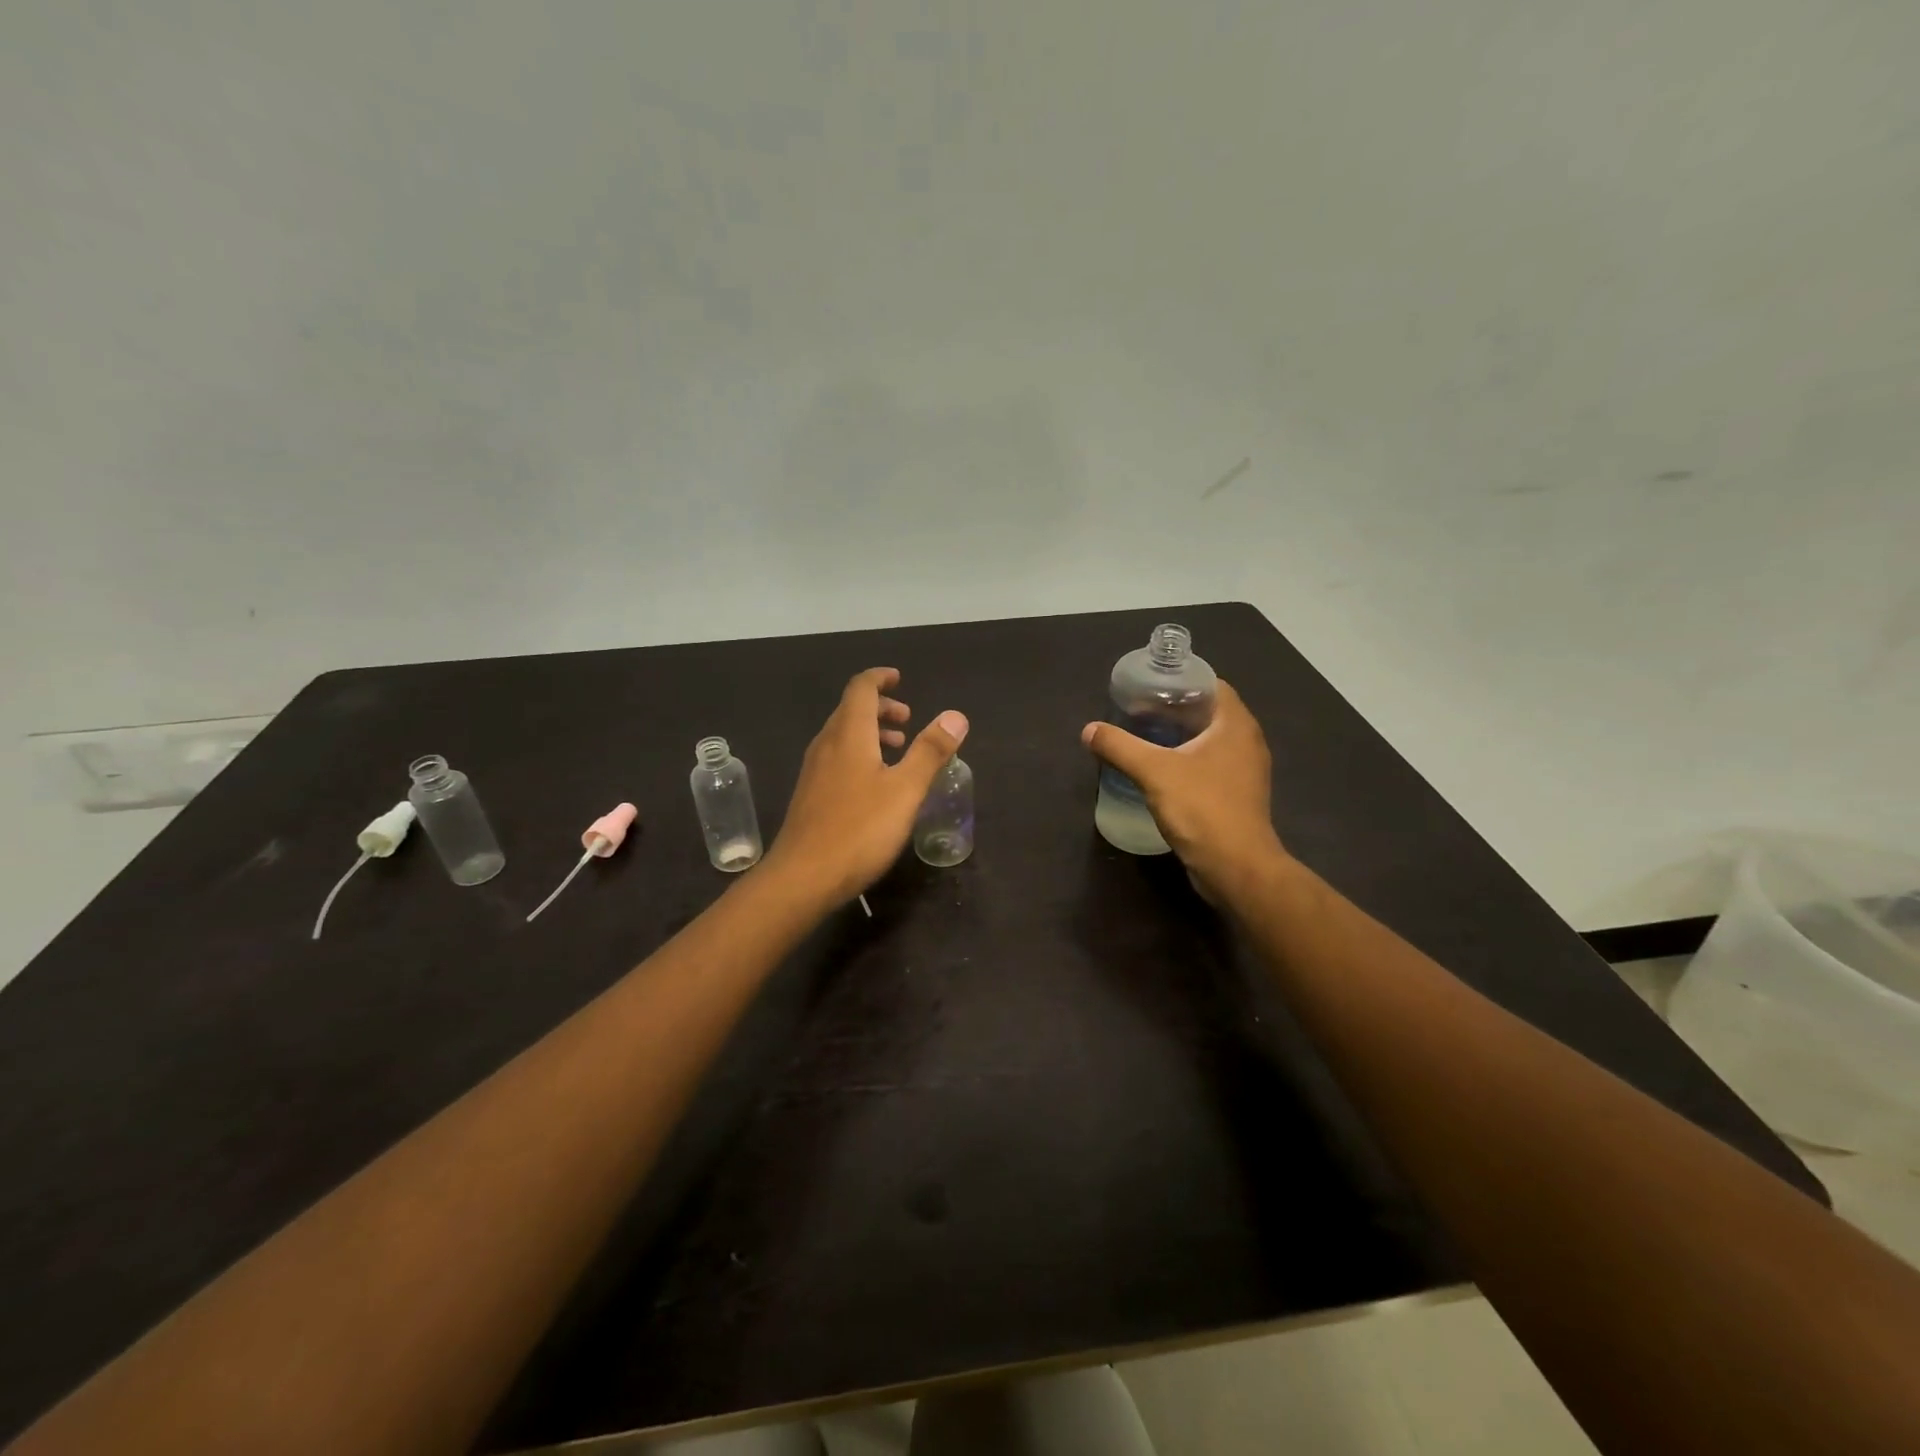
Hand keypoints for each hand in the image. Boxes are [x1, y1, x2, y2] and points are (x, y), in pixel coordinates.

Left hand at [764, 668, 968, 905]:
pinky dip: (859, 754)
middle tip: (908, 720)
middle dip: (880, 707)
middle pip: (850, 710)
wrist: (803, 877)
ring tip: (897, 749)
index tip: (900, 679)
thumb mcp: (905, 790)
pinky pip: (836, 758)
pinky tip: (875, 783)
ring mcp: (814, 770)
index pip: (861, 688)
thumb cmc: (859, 829)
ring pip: (843, 736)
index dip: (880, 678)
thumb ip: (930, 751)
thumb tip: (955, 716)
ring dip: (870, 733)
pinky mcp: (811, 794)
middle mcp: (827, 744)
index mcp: (849, 734)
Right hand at [1080, 679, 1287, 899]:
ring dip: (1181, 736)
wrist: (1236, 868)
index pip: (1212, 686)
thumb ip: (1120, 747)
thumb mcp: (1154, 772)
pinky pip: (1211, 766)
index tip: (1150, 687)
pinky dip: (1188, 760)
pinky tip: (1161, 771)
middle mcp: (1247, 742)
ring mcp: (1245, 772)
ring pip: (1211, 741)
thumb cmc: (1201, 809)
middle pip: (1210, 712)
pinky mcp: (1238, 796)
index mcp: (1236, 725)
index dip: (1181, 682)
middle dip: (1175, 709)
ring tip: (1145, 736)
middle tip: (1138, 710)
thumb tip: (1089, 730)